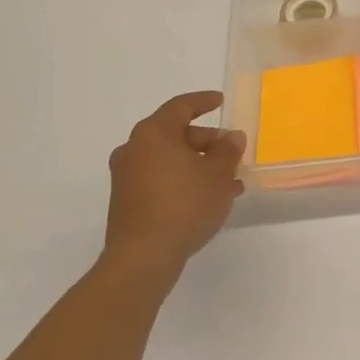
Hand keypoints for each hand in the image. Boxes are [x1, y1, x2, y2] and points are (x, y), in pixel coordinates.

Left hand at [103, 91, 245, 287]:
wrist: (143, 257)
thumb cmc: (185, 204)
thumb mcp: (218, 174)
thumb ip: (228, 150)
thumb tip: (231, 137)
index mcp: (153, 134)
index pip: (181, 107)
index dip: (203, 102)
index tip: (220, 101)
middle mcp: (134, 149)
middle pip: (175, 134)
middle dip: (207, 141)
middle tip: (232, 151)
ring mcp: (127, 177)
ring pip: (170, 160)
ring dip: (199, 164)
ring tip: (230, 180)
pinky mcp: (127, 201)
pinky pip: (161, 179)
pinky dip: (184, 180)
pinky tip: (210, 198)